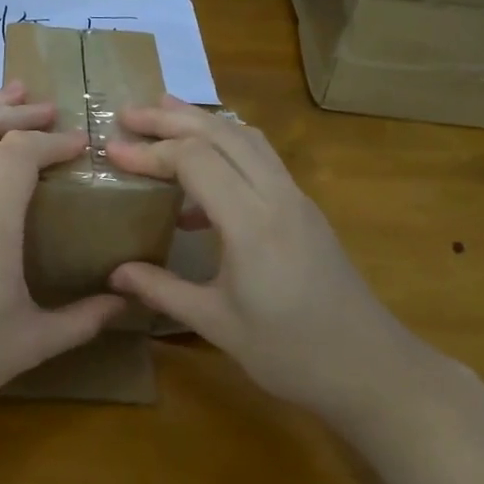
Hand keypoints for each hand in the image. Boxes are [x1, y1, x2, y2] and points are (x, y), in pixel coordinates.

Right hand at [105, 99, 448, 430]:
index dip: (150, 151)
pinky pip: (262, 161)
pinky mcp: (305, 212)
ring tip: (164, 118)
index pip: (195, 161)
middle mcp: (277, 197)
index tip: (112, 150)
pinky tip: (200, 186)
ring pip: (248, 139)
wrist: (371, 369)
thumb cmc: (290, 353)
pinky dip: (227, 150)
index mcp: (252, 223)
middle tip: (130, 113)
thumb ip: (162, 290)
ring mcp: (297, 200)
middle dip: (173, 119)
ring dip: (204, 123)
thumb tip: (115, 274)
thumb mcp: (217, 324)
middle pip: (223, 133)